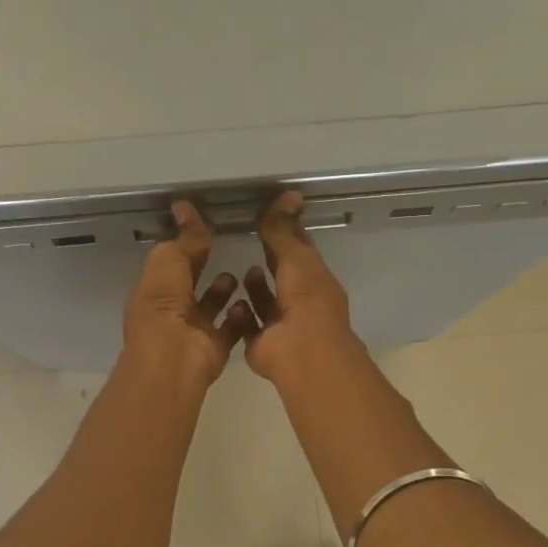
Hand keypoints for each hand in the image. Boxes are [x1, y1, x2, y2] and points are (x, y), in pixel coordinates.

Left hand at [122, 200, 254, 387]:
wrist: (174, 358)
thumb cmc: (164, 306)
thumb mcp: (170, 262)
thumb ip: (184, 238)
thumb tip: (185, 207)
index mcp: (154, 289)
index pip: (171, 260)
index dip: (186, 242)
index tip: (206, 223)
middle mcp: (171, 310)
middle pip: (190, 282)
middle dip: (205, 264)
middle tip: (228, 243)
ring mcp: (193, 330)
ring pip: (211, 305)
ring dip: (223, 290)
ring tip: (239, 274)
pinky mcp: (215, 347)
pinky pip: (231, 328)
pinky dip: (241, 316)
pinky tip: (249, 301)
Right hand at [242, 191, 359, 383]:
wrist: (300, 351)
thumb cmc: (306, 300)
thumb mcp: (296, 258)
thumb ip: (284, 231)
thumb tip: (288, 195)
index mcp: (316, 281)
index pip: (301, 251)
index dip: (288, 233)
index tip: (271, 215)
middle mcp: (301, 302)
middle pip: (284, 276)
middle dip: (270, 260)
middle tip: (248, 238)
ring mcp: (282, 325)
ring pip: (267, 303)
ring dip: (256, 288)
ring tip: (240, 271)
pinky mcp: (262, 344)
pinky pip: (248, 326)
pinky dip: (240, 315)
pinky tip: (231, 301)